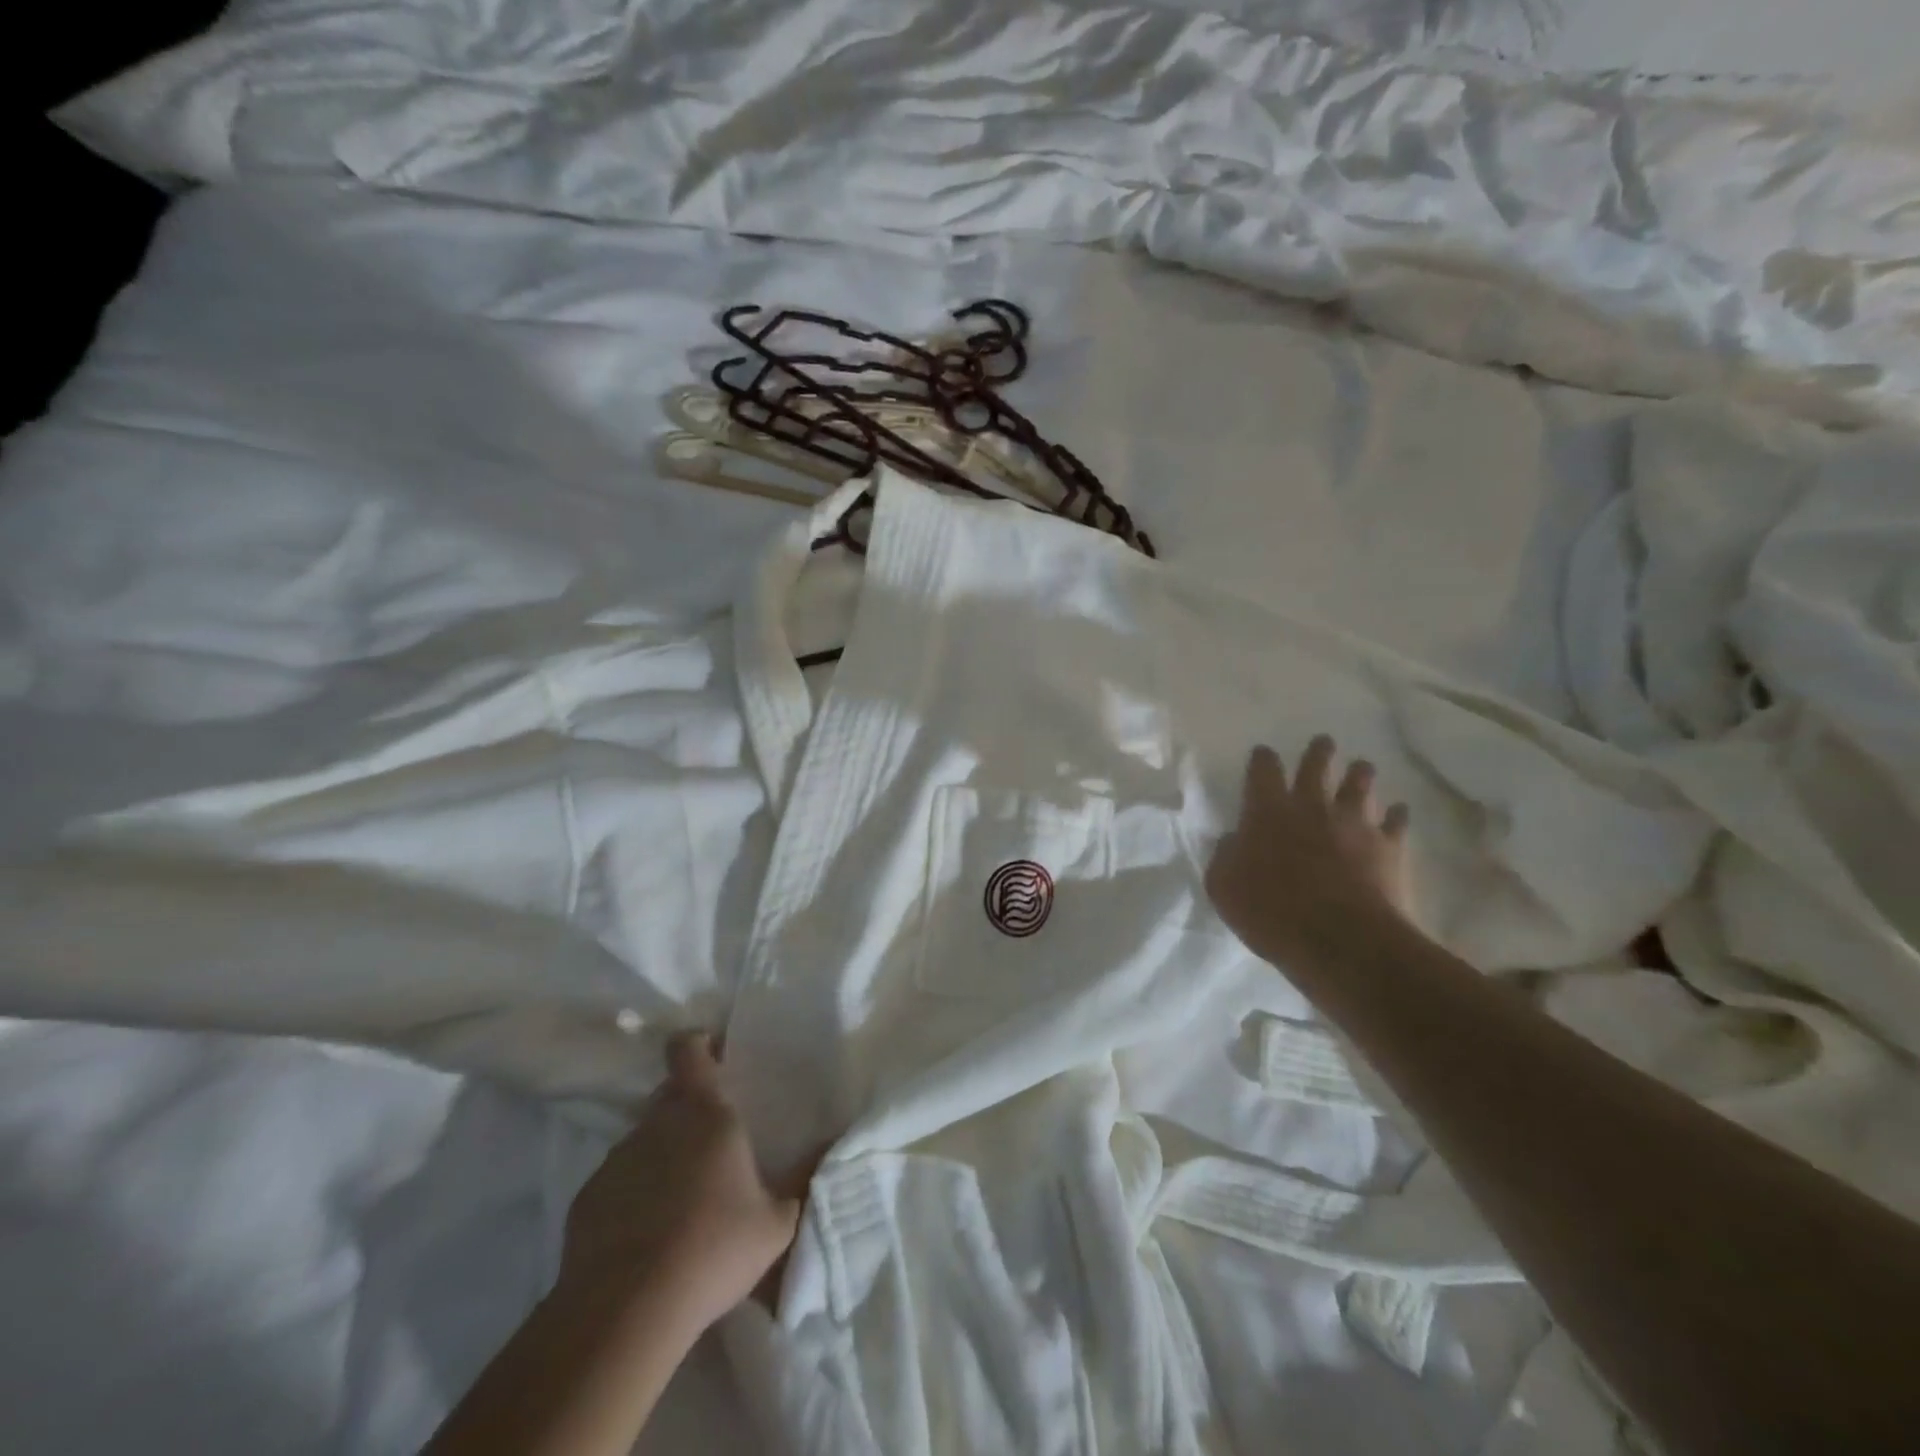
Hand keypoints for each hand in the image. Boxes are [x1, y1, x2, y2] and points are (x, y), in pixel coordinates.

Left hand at [557, 1032, 807, 1334]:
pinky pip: (617, 1181)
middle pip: (670, 1094)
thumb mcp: (775, 1224)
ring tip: (679, 1199)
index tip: (712, 1054)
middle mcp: (658, 1123)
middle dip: (688, 1107)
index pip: (689, 1051)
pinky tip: (645, 1234)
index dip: (697, 1046)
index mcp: (706, 1113)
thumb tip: (829, 1150)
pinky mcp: (586, 1198)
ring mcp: (618, 1159)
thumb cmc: (713, 1250)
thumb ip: (800, 1183)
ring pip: (644, 1139)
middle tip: (710, 1143)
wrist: (626, 1312)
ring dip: (661, 1154)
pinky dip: (632, 1194)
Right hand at [1206, 736, 1412, 969]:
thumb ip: (1225, 856)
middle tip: (1323, 743)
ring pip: (1360, 784)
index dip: (1263, 759)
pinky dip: (1395, 815)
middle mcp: (1312, 806)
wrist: (1341, 940)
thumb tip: (1233, 840)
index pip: (1263, 770)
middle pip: (1317, 766)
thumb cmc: (1271, 912)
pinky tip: (1397, 813)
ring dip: (1360, 774)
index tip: (1264, 754)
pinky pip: (1396, 821)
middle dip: (1319, 752)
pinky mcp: (1389, 846)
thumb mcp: (1223, 887)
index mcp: (1267, 811)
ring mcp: (1354, 823)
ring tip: (1361, 768)